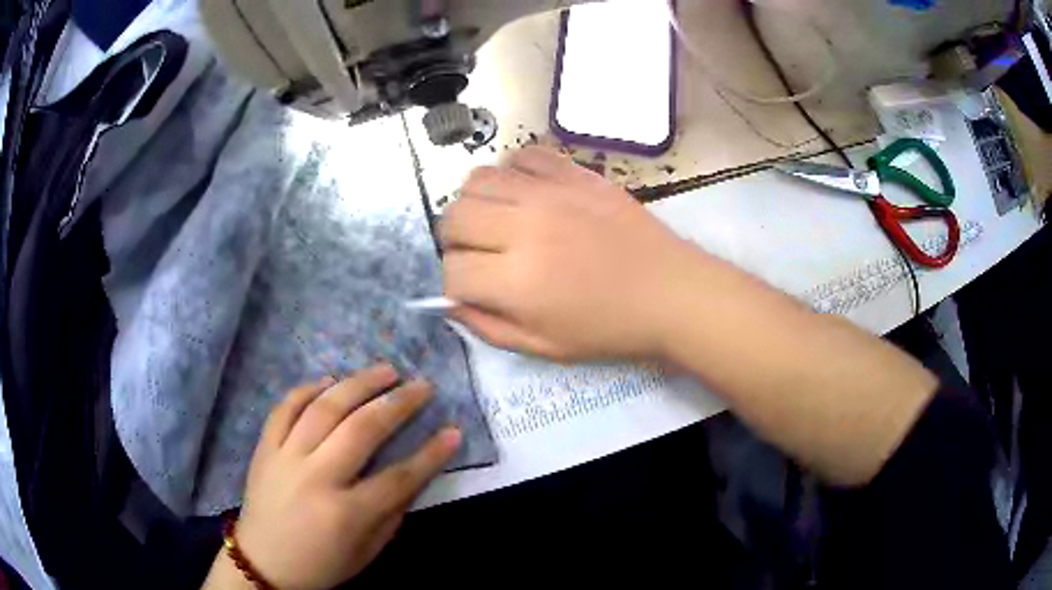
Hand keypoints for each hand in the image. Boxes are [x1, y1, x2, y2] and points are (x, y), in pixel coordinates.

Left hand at [205, 364, 460, 589]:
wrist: (263, 564)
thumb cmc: (321, 564)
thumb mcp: (366, 552)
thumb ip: (392, 512)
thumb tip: (415, 472)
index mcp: (345, 513)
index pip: (398, 477)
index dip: (431, 454)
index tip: (453, 431)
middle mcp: (315, 478)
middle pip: (362, 429)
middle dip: (398, 403)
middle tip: (421, 385)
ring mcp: (285, 458)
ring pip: (323, 408)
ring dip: (358, 384)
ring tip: (384, 370)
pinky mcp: (264, 448)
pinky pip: (285, 408)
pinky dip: (307, 389)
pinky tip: (329, 380)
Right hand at [441, 146, 706, 360]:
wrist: (669, 291)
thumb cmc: (609, 327)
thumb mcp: (544, 347)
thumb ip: (488, 327)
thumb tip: (450, 302)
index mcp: (518, 282)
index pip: (453, 270)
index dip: (454, 283)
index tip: (471, 287)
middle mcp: (525, 228)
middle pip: (454, 217)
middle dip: (453, 239)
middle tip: (477, 252)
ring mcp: (550, 193)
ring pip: (478, 179)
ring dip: (475, 203)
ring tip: (496, 220)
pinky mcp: (574, 172)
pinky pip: (522, 155)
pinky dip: (512, 172)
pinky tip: (526, 193)